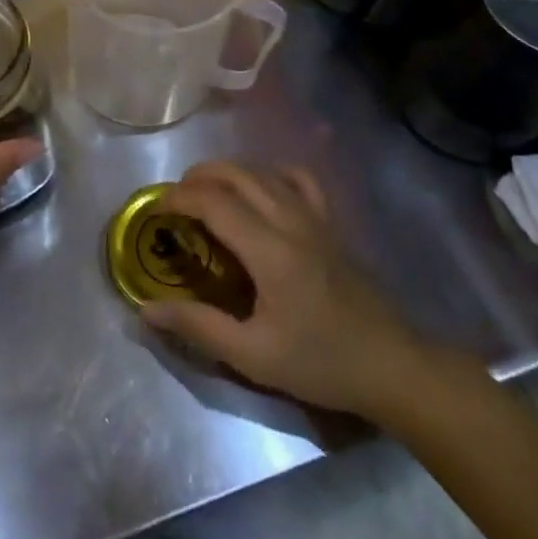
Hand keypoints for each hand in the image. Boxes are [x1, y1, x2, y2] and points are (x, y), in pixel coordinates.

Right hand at [140, 162, 438, 424]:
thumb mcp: (253, 356)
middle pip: (236, 174)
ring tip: (205, 192)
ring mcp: (314, 218)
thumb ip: (198, 326)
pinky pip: (299, 179)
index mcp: (270, 250)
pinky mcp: (330, 223)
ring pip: (264, 172)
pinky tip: (261, 189)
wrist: (392, 366)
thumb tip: (146, 309)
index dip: (179, 198)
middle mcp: (291, 221)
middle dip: (197, 177)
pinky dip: (272, 173)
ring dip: (228, 172)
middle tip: (174, 199)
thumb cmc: (321, 364)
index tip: (155, 210)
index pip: (214, 202)